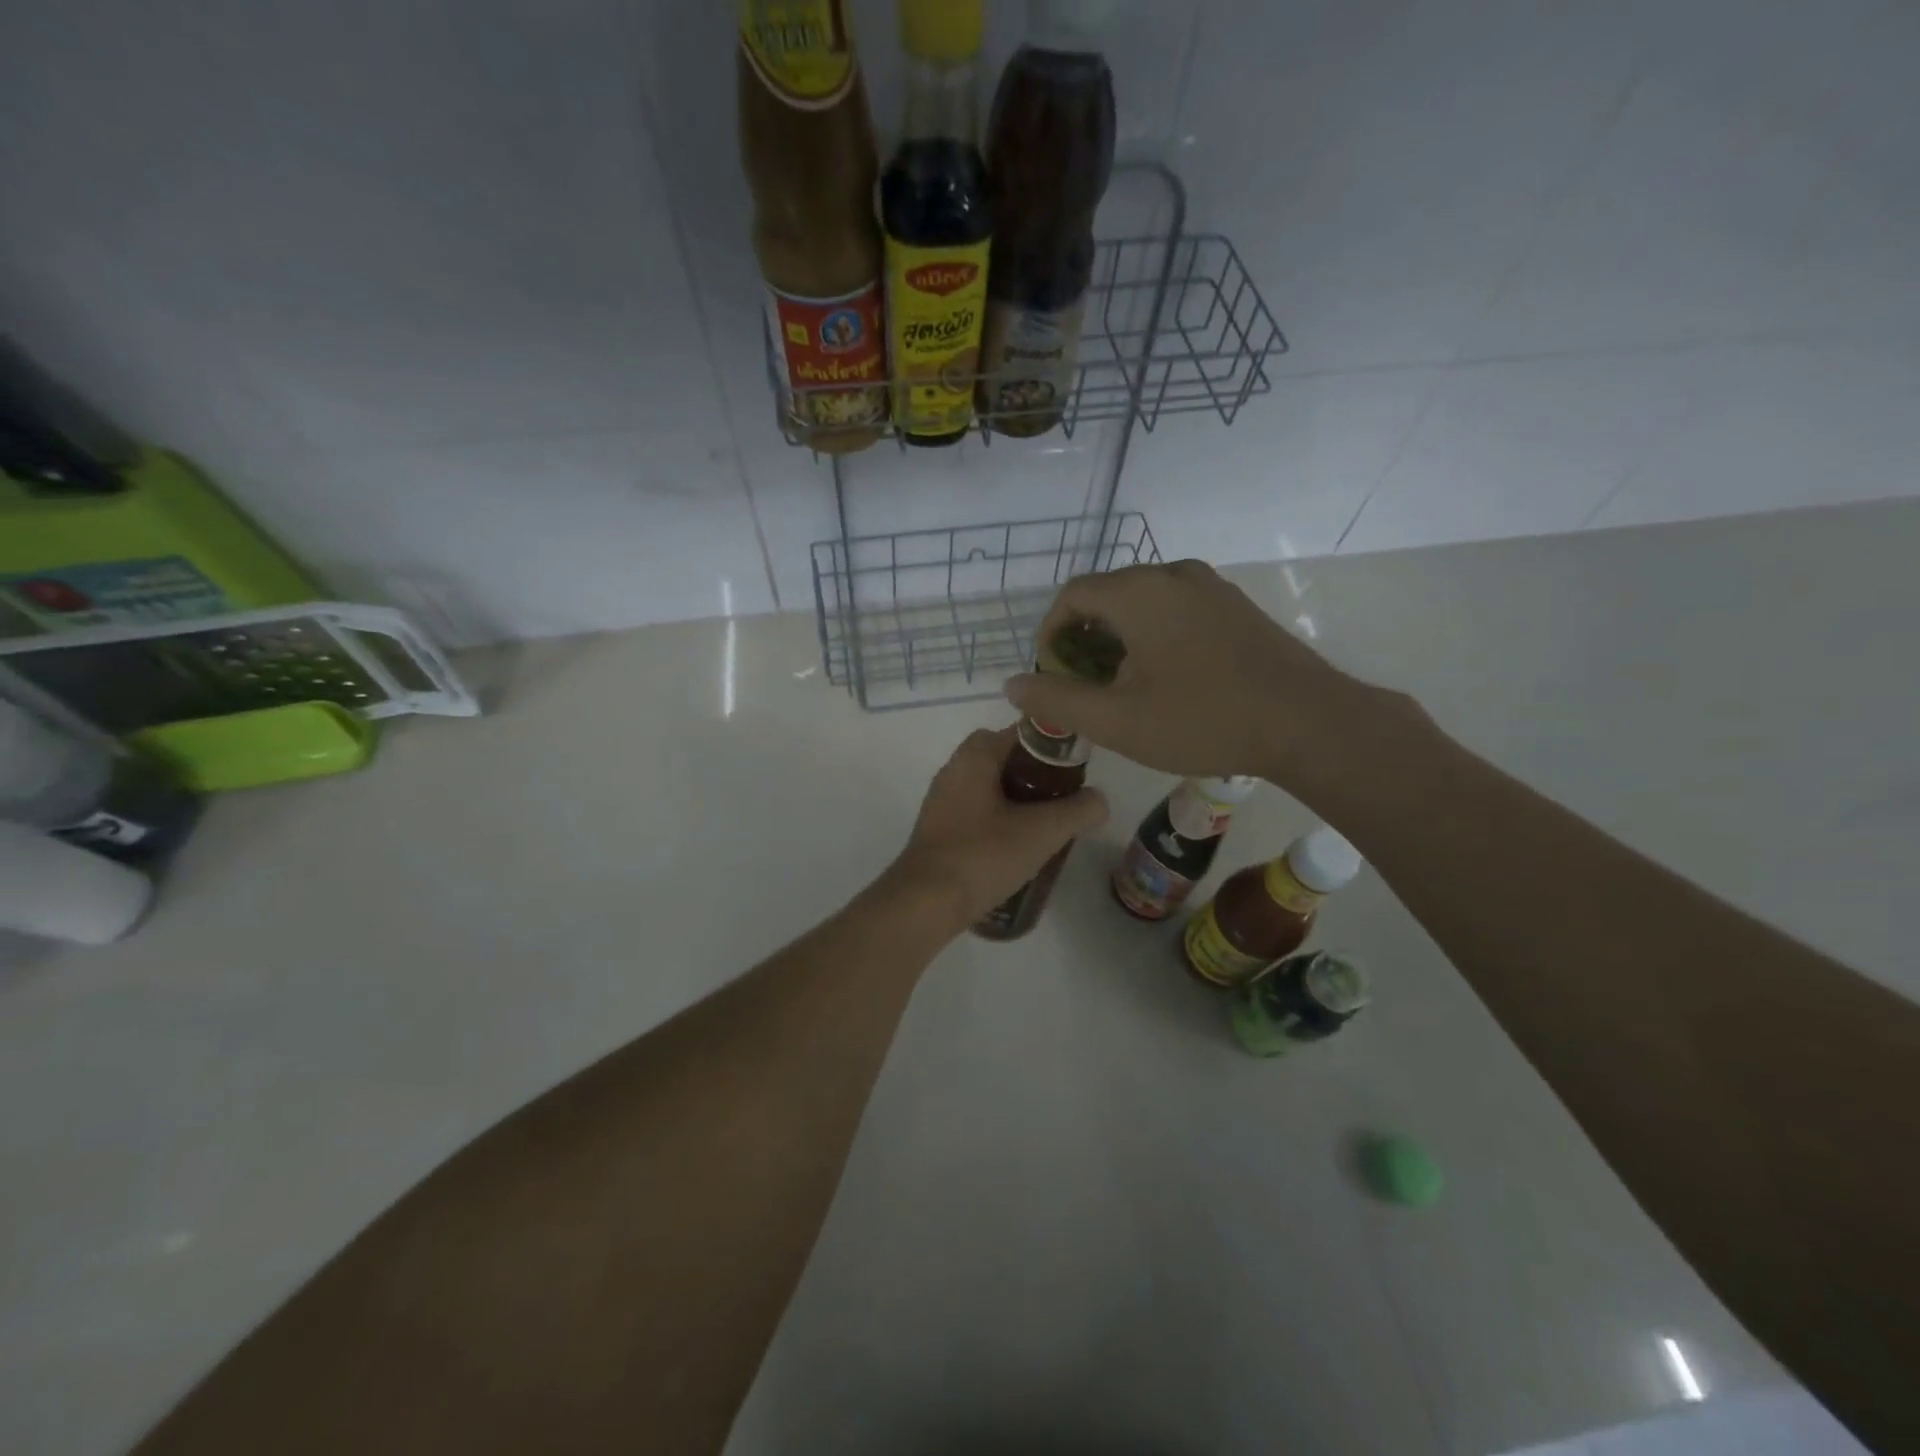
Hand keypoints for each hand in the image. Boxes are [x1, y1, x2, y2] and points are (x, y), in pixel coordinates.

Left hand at [885, 726, 1108, 932]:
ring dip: (1018, 800)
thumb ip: (1078, 810)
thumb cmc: (983, 855)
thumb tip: (1099, 800)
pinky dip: (999, 820)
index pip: (1020, 732)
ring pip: (990, 787)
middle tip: (1063, 799)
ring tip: (1047, 825)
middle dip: (1036, 776)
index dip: (1052, 747)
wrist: (926, 902)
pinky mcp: (939, 829)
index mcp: (974, 757)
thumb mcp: (1042, 832)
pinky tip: (1018, 847)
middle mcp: (953, 770)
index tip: (1076, 770)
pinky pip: (977, 812)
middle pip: (1004, 759)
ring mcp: (942, 801)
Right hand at [1003, 560, 1378, 785]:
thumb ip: (1057, 701)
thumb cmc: (1203, 720)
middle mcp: (1173, 574)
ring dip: (1119, 638)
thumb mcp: (1117, 720)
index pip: (1072, 595)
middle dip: (1084, 638)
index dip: (1050, 634)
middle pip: (1108, 595)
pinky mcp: (1235, 606)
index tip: (1052, 675)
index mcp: (1140, 591)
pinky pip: (1176, 608)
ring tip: (1120, 686)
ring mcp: (1211, 586)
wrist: (1308, 723)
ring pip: (1143, 602)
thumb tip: (1012, 685)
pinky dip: (1153, 635)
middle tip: (1083, 686)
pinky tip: (1165, 678)